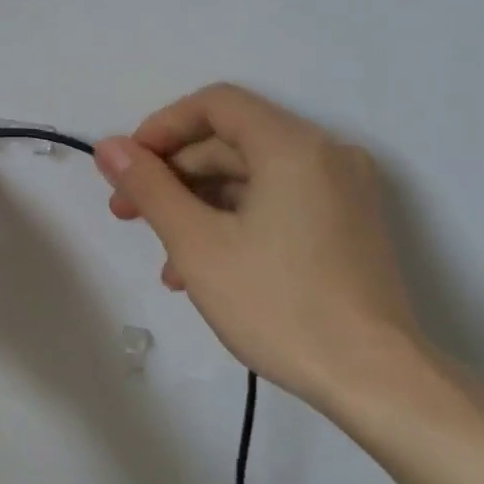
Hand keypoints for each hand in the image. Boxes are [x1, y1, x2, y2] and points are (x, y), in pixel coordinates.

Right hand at [94, 84, 421, 413]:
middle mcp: (326, 154)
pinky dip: (235, 223)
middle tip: (128, 213)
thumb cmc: (279, 304)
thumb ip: (150, 187)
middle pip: (231, 141)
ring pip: (252, 178)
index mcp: (293, 146)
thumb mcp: (198, 244)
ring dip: (198, 207)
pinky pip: (278, 204)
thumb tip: (109, 148)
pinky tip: (203, 270)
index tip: (126, 167)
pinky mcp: (348, 225)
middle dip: (173, 175)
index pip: (216, 104)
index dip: (161, 128)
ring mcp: (343, 191)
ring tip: (164, 260)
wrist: (374, 379)